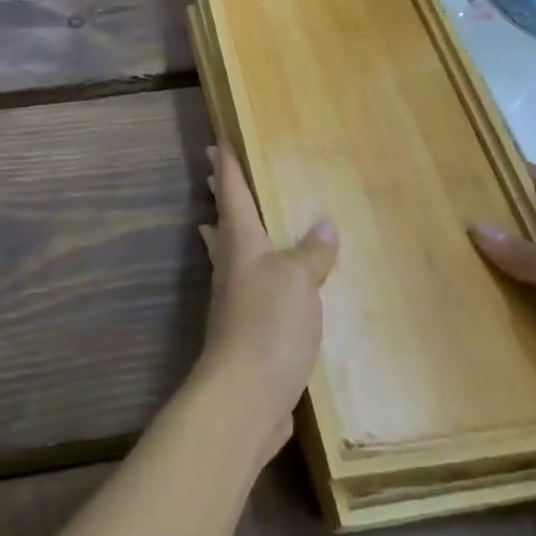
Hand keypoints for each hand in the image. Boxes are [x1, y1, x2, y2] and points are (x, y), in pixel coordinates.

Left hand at [196, 144, 338, 462]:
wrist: (245, 394)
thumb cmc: (269, 324)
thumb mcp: (299, 280)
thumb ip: (311, 252)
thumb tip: (323, 224)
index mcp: (241, 243)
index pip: (232, 193)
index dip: (227, 166)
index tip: (217, 141)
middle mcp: (231, 265)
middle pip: (222, 220)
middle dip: (220, 193)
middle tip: (212, 168)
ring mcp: (233, 299)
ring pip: (227, 252)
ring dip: (223, 230)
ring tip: (219, 217)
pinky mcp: (243, 330)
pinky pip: (243, 286)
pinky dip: (247, 270)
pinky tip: (261, 282)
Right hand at [470, 167, 535, 439]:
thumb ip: (528, 252)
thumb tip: (474, 226)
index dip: (508, 170)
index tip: (464, 166)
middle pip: (534, 227)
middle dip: (494, 222)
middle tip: (442, 222)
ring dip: (502, 272)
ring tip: (451, 269)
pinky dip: (518, 313)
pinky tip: (485, 318)